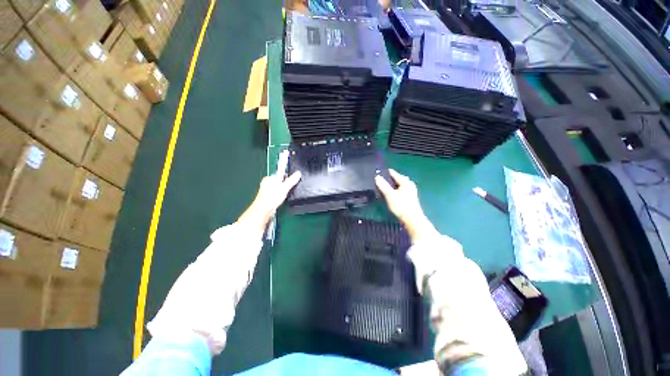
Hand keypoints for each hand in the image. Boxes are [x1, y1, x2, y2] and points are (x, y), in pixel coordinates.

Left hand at [237, 171, 301, 234]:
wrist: (263, 211)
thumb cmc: (270, 198)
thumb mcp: (285, 187)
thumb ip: (292, 180)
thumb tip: (298, 173)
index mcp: (268, 178)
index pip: (281, 174)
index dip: (288, 178)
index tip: (292, 182)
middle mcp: (266, 184)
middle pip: (280, 182)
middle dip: (285, 186)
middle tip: (288, 190)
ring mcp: (266, 192)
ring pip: (279, 189)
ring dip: (283, 193)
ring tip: (283, 196)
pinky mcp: (268, 199)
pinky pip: (277, 195)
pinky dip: (280, 197)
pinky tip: (280, 200)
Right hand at [375, 169, 437, 242]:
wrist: (413, 219)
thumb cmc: (401, 205)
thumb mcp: (390, 195)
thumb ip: (383, 185)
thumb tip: (377, 176)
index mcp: (405, 182)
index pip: (395, 174)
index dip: (387, 172)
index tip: (379, 171)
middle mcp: (410, 184)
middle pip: (399, 178)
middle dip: (391, 178)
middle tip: (382, 179)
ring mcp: (411, 191)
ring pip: (401, 185)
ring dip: (394, 184)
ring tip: (386, 186)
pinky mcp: (411, 198)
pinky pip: (402, 189)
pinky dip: (397, 189)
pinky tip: (393, 193)